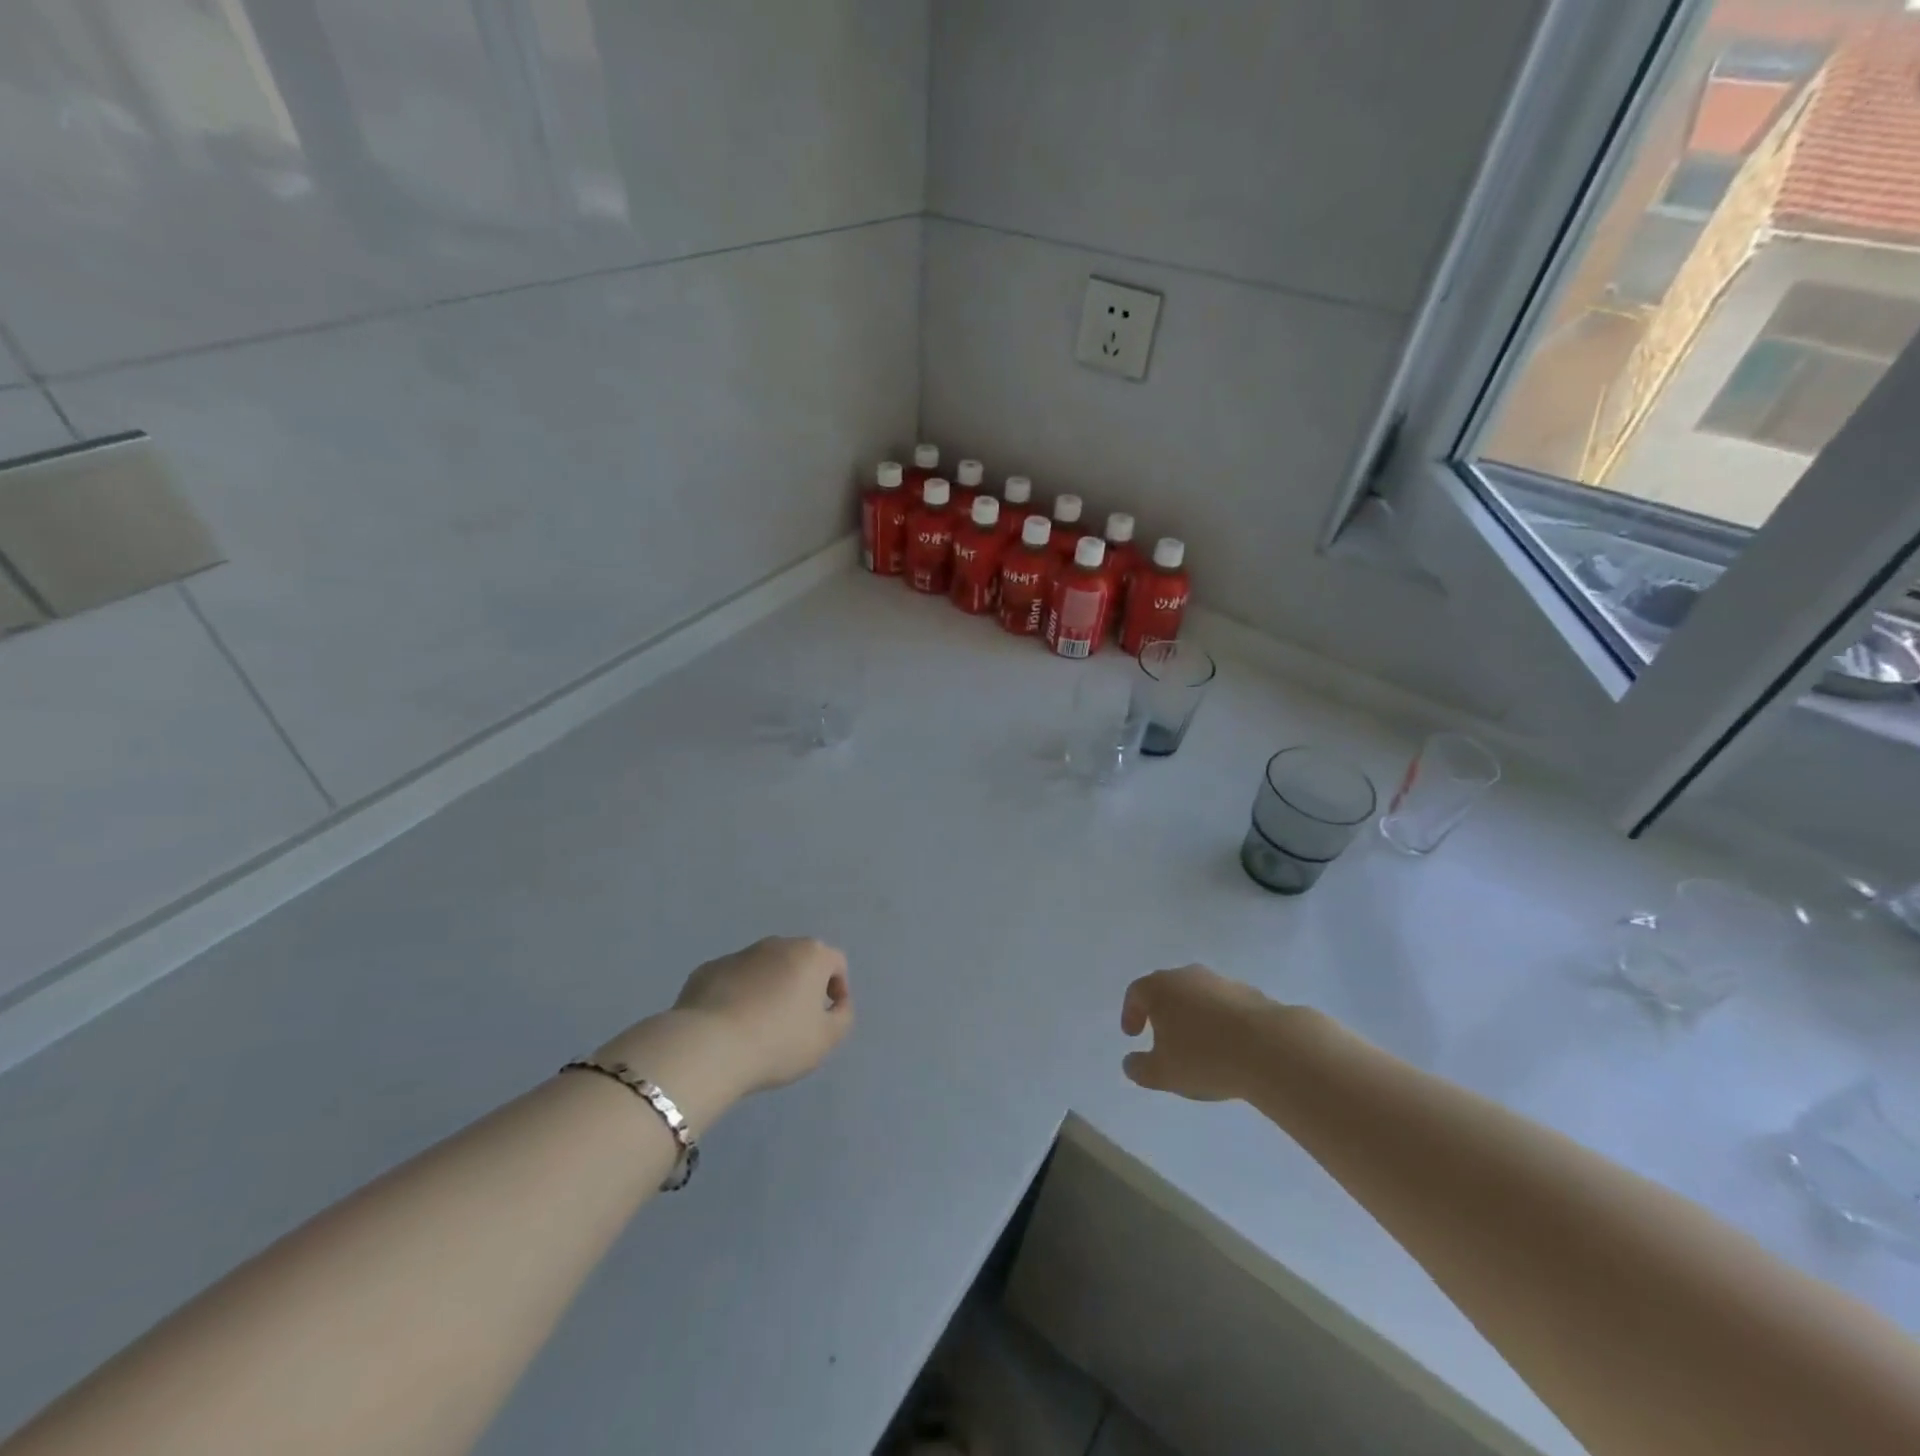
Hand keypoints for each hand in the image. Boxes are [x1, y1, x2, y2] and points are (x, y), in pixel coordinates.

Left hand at [669, 936, 853, 1093]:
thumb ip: (842, 1017)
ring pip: (763, 968)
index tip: (828, 1016)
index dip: (838, 988)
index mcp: (811, 955)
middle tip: (795, 1021)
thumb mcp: (826, 1039)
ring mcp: (739, 954)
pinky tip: (729, 1025)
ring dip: (768, 988)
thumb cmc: (778, 1041)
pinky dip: (736, 995)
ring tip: (759, 1026)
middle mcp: (777, 945)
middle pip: (798, 960)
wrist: (709, 1046)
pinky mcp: (708, 970)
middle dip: (801, 985)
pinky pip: (732, 980)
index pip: (835, 963)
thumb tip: (837, 1004)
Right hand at [1120, 965, 1283, 1101]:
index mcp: (1160, 987)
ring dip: (1193, 1016)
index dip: (1130, 1013)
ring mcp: (1221, 981)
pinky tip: (1228, 1046)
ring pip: (1198, 996)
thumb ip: (1140, 1068)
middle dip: (1162, 1012)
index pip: (1136, 993)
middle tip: (1162, 1038)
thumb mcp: (1162, 1073)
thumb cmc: (1204, 1057)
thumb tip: (1130, 1062)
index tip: (1133, 1035)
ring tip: (1198, 1046)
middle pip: (1167, 989)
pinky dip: (1219, 1021)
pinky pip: (1224, 1006)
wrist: (1270, 1048)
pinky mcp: (1250, 994)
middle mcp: (1188, 976)